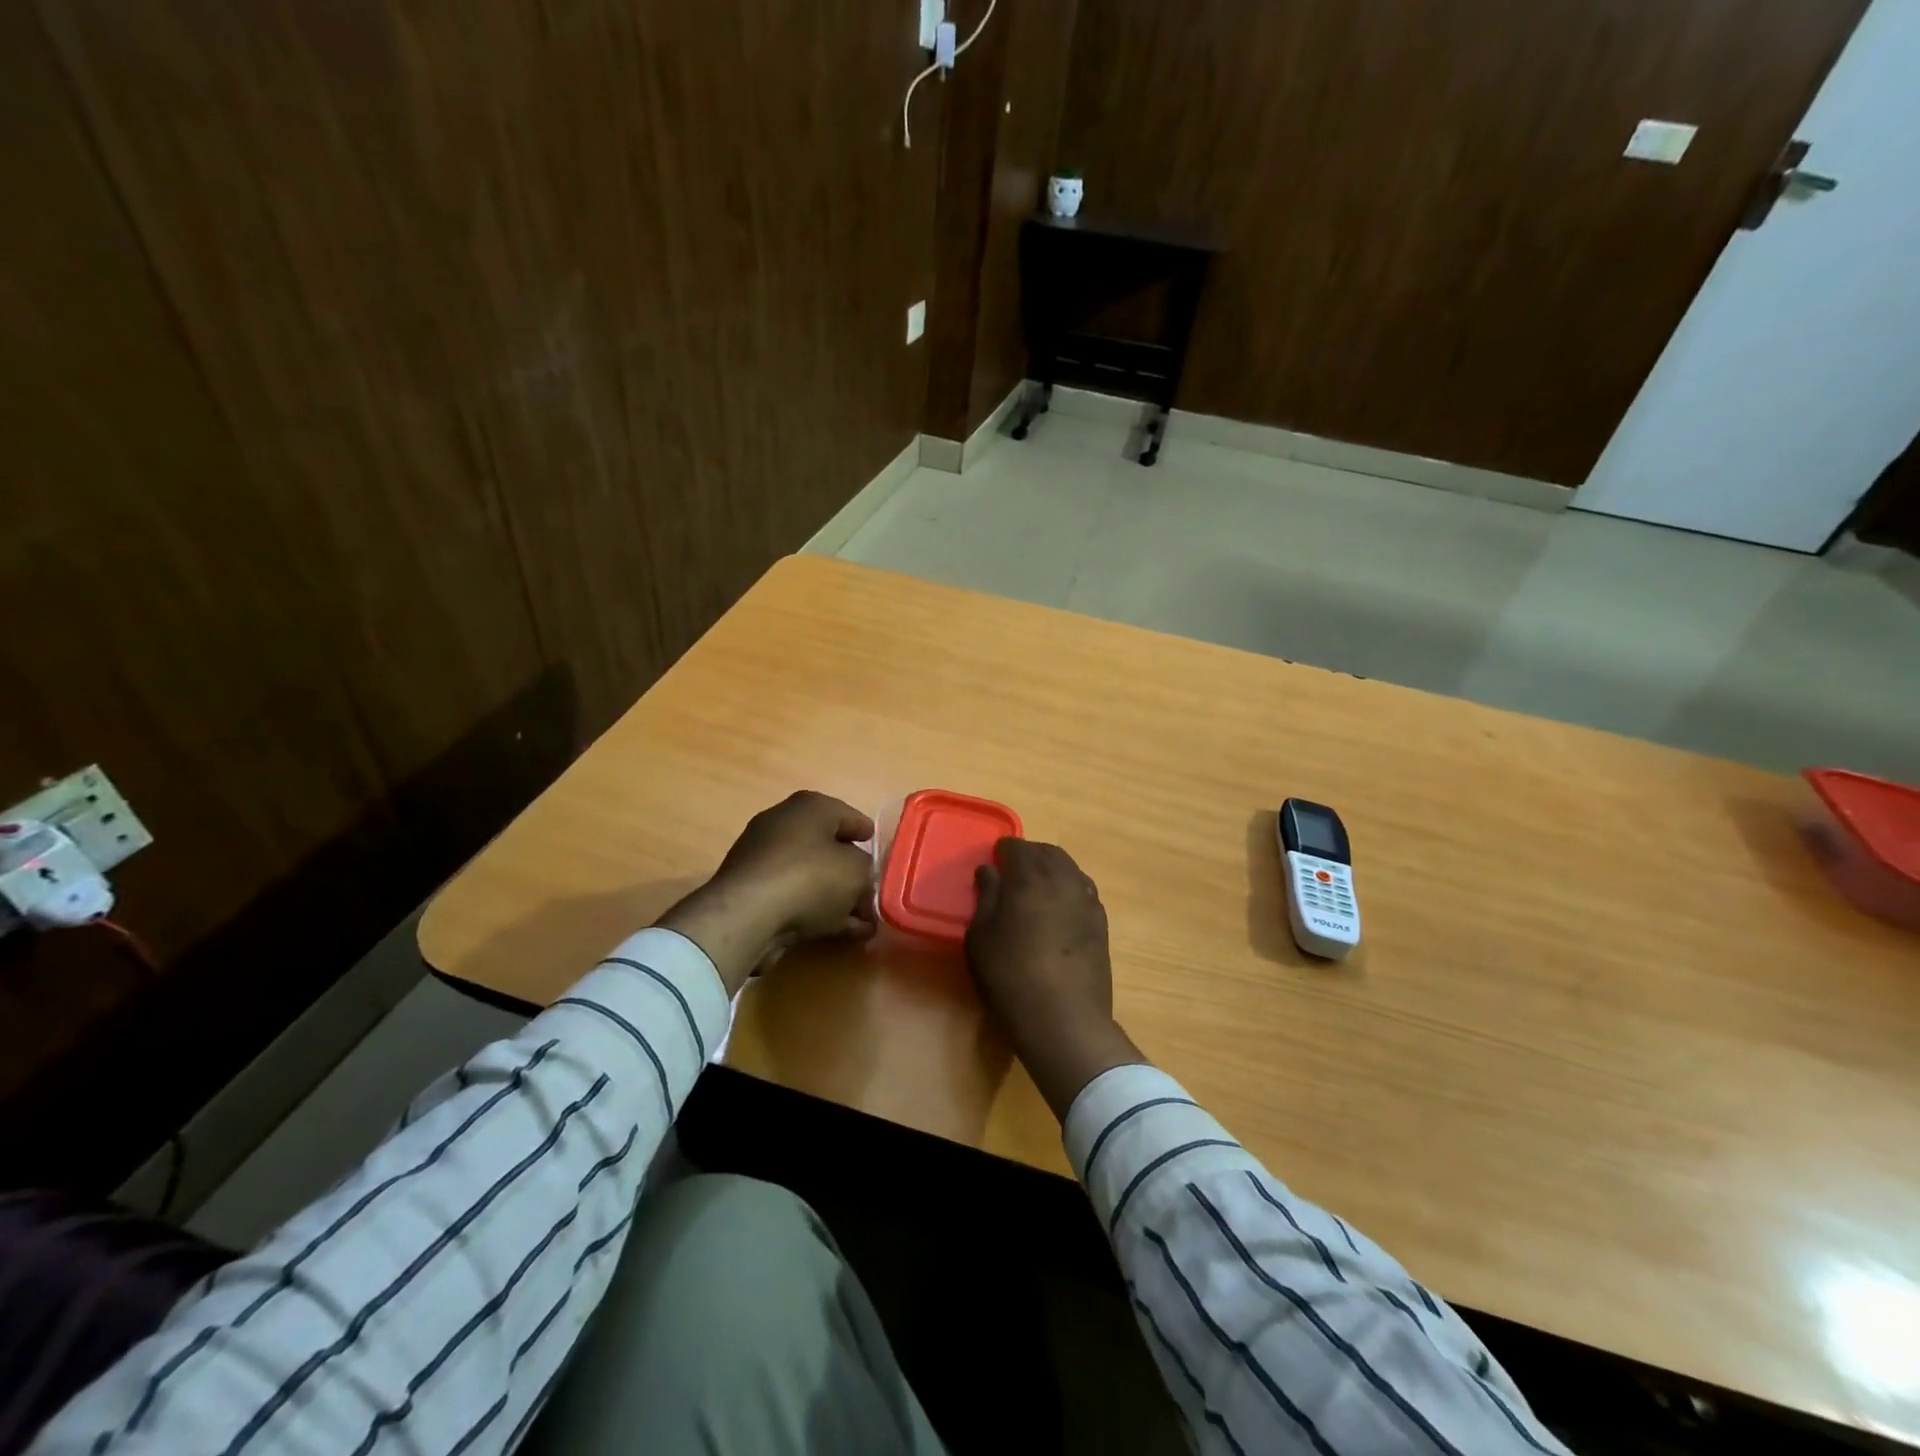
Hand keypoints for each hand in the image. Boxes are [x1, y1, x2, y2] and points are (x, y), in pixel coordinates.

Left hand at [657, 791, 876, 994]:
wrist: (747, 915)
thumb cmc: (811, 878)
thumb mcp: (857, 872)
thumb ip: (868, 873)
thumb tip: (863, 880)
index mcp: (810, 807)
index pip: (847, 815)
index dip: (866, 834)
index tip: (878, 850)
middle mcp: (783, 823)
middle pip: (828, 847)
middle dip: (852, 872)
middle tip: (872, 892)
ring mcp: (762, 857)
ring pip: (811, 875)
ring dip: (836, 897)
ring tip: (862, 922)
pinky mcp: (750, 889)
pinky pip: (792, 895)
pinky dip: (815, 910)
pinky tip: (839, 932)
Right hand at [966, 839, 1145, 1119]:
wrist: (1064, 1019)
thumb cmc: (1010, 976)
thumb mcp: (981, 937)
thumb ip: (986, 897)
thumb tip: (989, 871)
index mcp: (1030, 877)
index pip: (1017, 847)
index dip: (1003, 851)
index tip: (993, 863)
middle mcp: (1063, 879)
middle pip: (1047, 852)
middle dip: (1029, 856)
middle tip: (1012, 873)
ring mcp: (1087, 900)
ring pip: (1069, 869)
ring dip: (1051, 870)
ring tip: (1035, 890)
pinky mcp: (1101, 922)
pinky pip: (1082, 891)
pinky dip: (1068, 889)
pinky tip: (1058, 910)